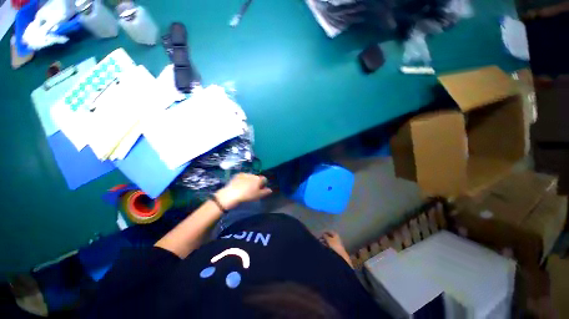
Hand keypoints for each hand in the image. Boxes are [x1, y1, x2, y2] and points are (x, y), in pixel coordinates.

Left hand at [214, 173, 272, 209]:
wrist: (232, 194)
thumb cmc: (247, 195)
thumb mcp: (258, 195)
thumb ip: (265, 192)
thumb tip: (270, 190)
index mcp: (259, 179)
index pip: (264, 179)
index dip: (263, 185)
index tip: (260, 190)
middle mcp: (253, 175)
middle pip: (257, 178)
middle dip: (256, 182)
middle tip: (252, 190)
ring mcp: (245, 174)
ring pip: (250, 177)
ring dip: (250, 181)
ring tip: (245, 188)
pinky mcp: (238, 175)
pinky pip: (243, 177)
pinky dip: (243, 180)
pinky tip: (240, 185)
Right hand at [319, 231, 352, 267]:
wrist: (340, 256)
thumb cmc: (334, 245)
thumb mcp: (328, 239)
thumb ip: (325, 236)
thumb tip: (323, 234)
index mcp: (335, 234)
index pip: (329, 231)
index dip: (324, 232)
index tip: (320, 234)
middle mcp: (337, 238)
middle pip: (329, 237)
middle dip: (324, 238)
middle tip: (319, 239)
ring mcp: (337, 244)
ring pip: (329, 241)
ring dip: (325, 242)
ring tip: (320, 243)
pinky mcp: (336, 249)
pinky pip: (330, 246)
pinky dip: (326, 245)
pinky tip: (323, 247)